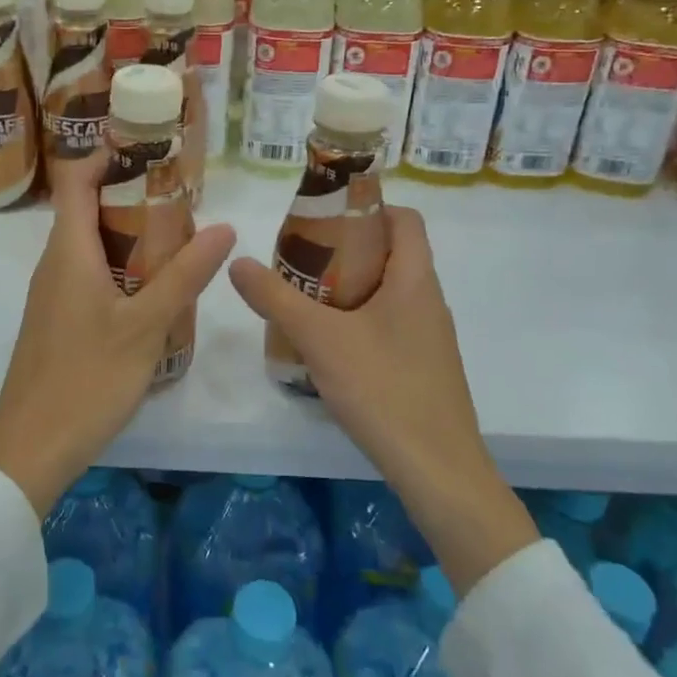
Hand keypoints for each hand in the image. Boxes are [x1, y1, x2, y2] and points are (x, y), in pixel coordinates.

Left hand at [0, 153, 236, 515]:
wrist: (30, 448)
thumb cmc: (86, 379)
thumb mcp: (146, 326)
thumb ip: (184, 275)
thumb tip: (225, 226)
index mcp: (68, 250)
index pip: (76, 179)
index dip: (107, 155)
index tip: (151, 149)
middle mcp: (55, 262)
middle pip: (87, 207)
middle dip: (132, 195)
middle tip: (182, 199)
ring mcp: (53, 293)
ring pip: (91, 244)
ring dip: (130, 233)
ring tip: (179, 239)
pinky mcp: (58, 319)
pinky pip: (89, 273)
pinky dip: (121, 266)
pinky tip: (155, 290)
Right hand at [229, 205, 537, 593]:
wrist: (438, 470)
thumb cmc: (384, 389)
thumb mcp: (321, 339)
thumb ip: (277, 299)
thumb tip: (238, 262)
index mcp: (416, 280)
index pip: (405, 219)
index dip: (369, 206)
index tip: (326, 216)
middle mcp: (429, 301)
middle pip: (392, 253)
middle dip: (347, 248)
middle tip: (301, 258)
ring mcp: (429, 337)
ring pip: (389, 292)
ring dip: (350, 286)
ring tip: (306, 297)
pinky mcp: (424, 367)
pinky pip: (390, 324)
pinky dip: (359, 319)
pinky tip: (329, 344)